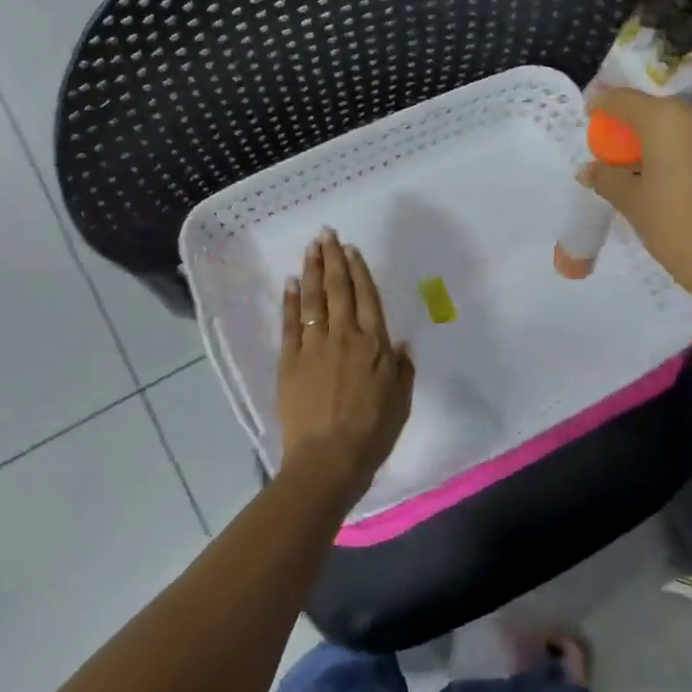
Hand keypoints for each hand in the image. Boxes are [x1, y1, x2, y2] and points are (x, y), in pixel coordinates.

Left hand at [277, 230, 415, 501]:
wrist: (328, 458)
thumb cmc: (372, 433)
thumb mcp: (400, 401)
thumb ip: (401, 369)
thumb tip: (399, 343)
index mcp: (374, 344)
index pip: (366, 297)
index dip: (358, 270)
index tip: (351, 249)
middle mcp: (344, 336)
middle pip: (338, 289)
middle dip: (333, 258)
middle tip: (327, 234)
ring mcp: (314, 346)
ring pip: (313, 299)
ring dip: (312, 270)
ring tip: (310, 247)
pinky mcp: (290, 360)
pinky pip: (290, 322)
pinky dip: (290, 300)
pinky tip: (291, 282)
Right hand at [582, 88, 691, 322]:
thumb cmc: (675, 228)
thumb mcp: (632, 203)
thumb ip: (607, 178)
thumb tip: (589, 170)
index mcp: (668, 120)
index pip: (625, 99)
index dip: (603, 104)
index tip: (589, 115)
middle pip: (658, 111)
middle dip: (635, 125)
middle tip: (617, 148)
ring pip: (685, 127)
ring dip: (664, 140)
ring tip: (647, 167)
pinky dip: (687, 152)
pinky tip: (678, 180)